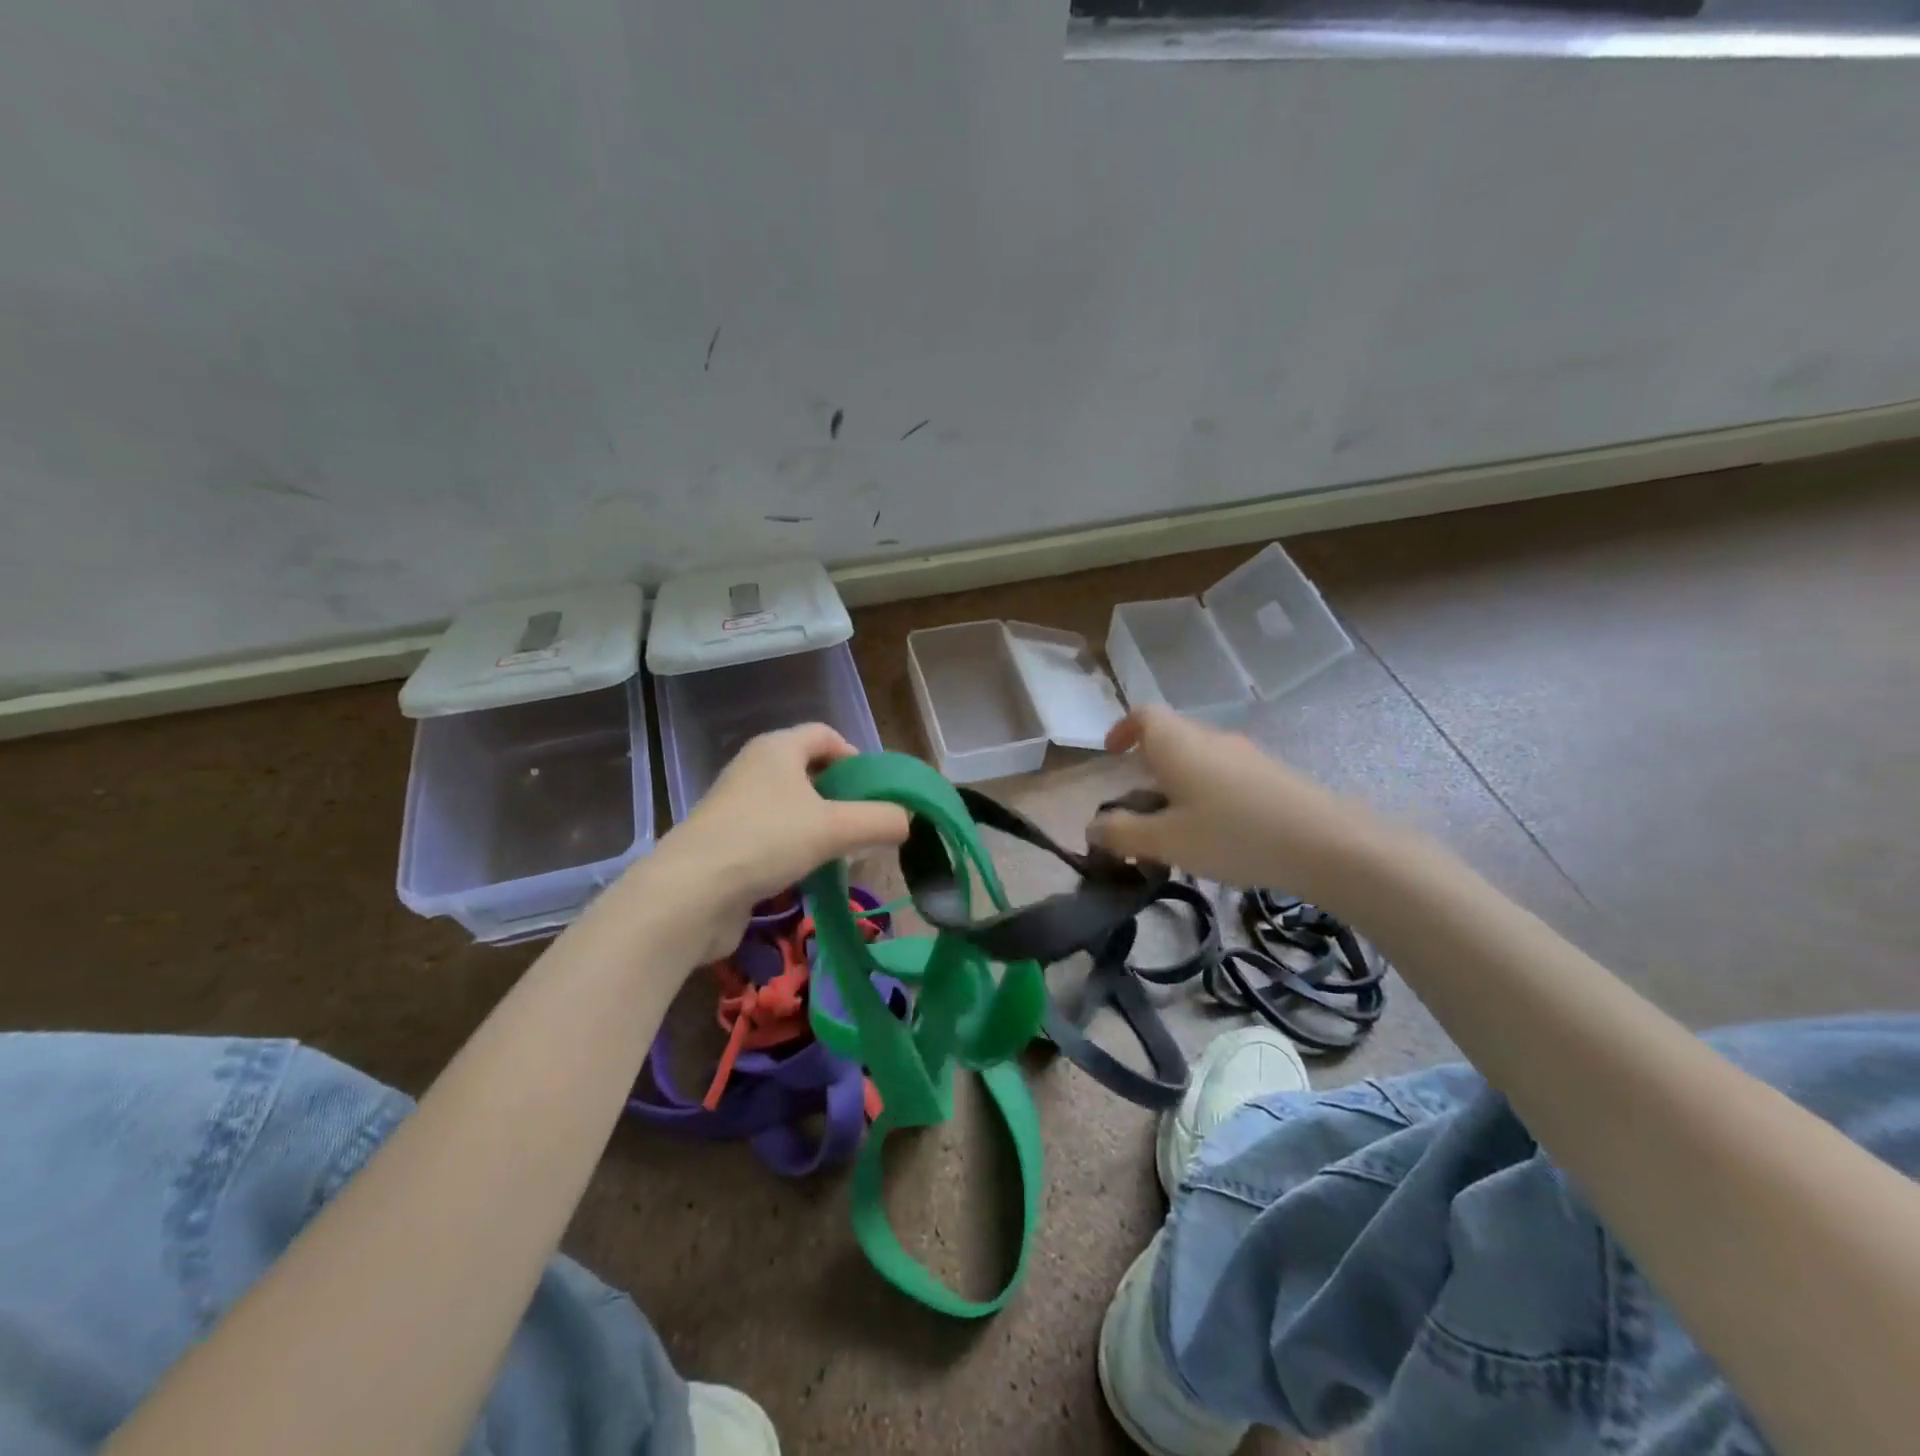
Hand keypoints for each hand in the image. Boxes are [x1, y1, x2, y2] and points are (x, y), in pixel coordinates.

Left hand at [615, 723, 908, 963]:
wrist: (690, 894)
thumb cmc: (766, 841)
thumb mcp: (835, 827)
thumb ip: (880, 820)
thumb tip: (907, 820)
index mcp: (777, 749)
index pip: (825, 734)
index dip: (855, 756)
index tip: (876, 790)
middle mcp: (754, 769)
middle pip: (809, 771)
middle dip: (841, 795)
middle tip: (865, 824)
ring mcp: (736, 807)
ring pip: (792, 807)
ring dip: (820, 826)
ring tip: (843, 854)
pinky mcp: (726, 842)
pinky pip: (773, 835)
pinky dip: (796, 848)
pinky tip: (810, 874)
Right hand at [1088, 705, 1385, 907]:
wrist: (1328, 844)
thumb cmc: (1233, 835)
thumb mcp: (1166, 841)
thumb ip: (1123, 833)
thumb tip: (1093, 827)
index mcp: (1178, 744)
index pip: (1143, 715)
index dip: (1122, 729)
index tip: (1111, 754)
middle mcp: (1211, 739)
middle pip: (1171, 737)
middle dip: (1148, 765)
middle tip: (1139, 805)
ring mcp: (1247, 755)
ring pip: (1200, 758)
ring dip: (1179, 783)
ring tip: (1176, 827)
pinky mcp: (1273, 775)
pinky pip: (1227, 775)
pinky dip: (1209, 793)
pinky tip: (1219, 833)